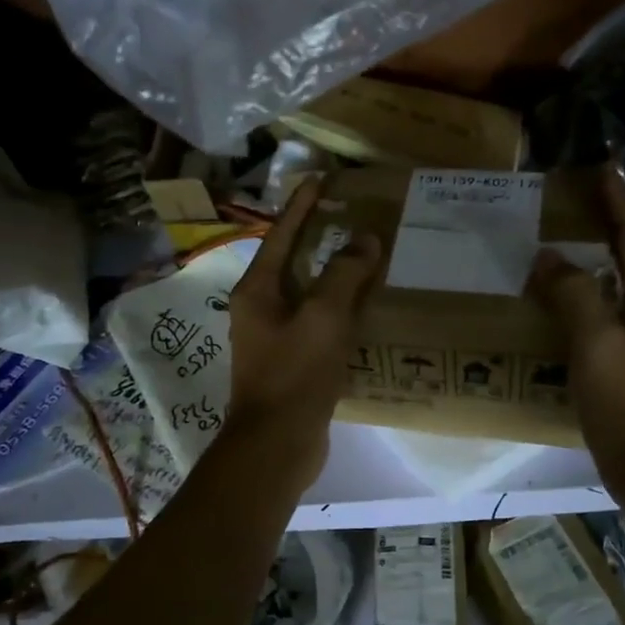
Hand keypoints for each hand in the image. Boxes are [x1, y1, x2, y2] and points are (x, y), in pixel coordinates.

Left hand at [224, 175, 381, 483]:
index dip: (301, 206)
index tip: (321, 179)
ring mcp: (274, 337)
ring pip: (308, 295)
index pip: (281, 235)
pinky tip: (366, 308)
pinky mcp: (292, 362)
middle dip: (320, 238)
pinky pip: (317, 323)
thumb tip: (364, 240)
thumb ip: (344, 276)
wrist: (277, 445)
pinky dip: (339, 310)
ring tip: (366, 257)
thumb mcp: (323, 318)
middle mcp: (261, 309)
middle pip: (293, 262)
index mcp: (258, 291)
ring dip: (334, 276)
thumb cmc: (294, 374)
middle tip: (352, 216)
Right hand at [527, 169, 624, 480]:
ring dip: (585, 259)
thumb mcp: (597, 341)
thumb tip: (547, 258)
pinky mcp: (618, 362)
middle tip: (566, 200)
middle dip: (601, 222)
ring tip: (551, 242)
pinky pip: (593, 315)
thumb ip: (574, 294)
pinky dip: (573, 297)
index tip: (600, 166)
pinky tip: (548, 303)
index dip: (617, 199)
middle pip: (624, 254)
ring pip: (608, 284)